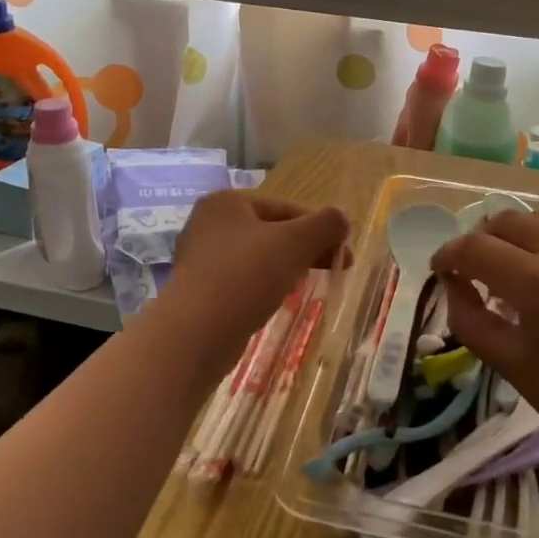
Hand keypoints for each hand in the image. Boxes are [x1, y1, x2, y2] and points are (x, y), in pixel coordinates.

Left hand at [162, 191, 350, 377]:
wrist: (194, 334)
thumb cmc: (245, 276)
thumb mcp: (294, 243)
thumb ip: (325, 224)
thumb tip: (342, 218)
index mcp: (227, 202)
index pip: (286, 207)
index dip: (320, 228)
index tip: (344, 252)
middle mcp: (209, 223)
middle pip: (272, 230)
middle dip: (306, 248)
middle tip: (335, 268)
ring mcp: (200, 258)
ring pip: (258, 256)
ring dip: (287, 266)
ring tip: (309, 284)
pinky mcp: (199, 289)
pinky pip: (242, 279)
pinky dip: (265, 285)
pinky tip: (278, 300)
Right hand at [430, 211, 538, 482]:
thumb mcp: (511, 366)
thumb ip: (471, 319)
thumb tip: (453, 285)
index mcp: (538, 283)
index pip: (475, 247)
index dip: (447, 255)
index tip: (438, 272)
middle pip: (504, 221)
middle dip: (476, 240)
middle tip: (466, 273)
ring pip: (534, 220)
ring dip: (507, 236)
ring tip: (498, 271)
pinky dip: (535, 241)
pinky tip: (533, 274)